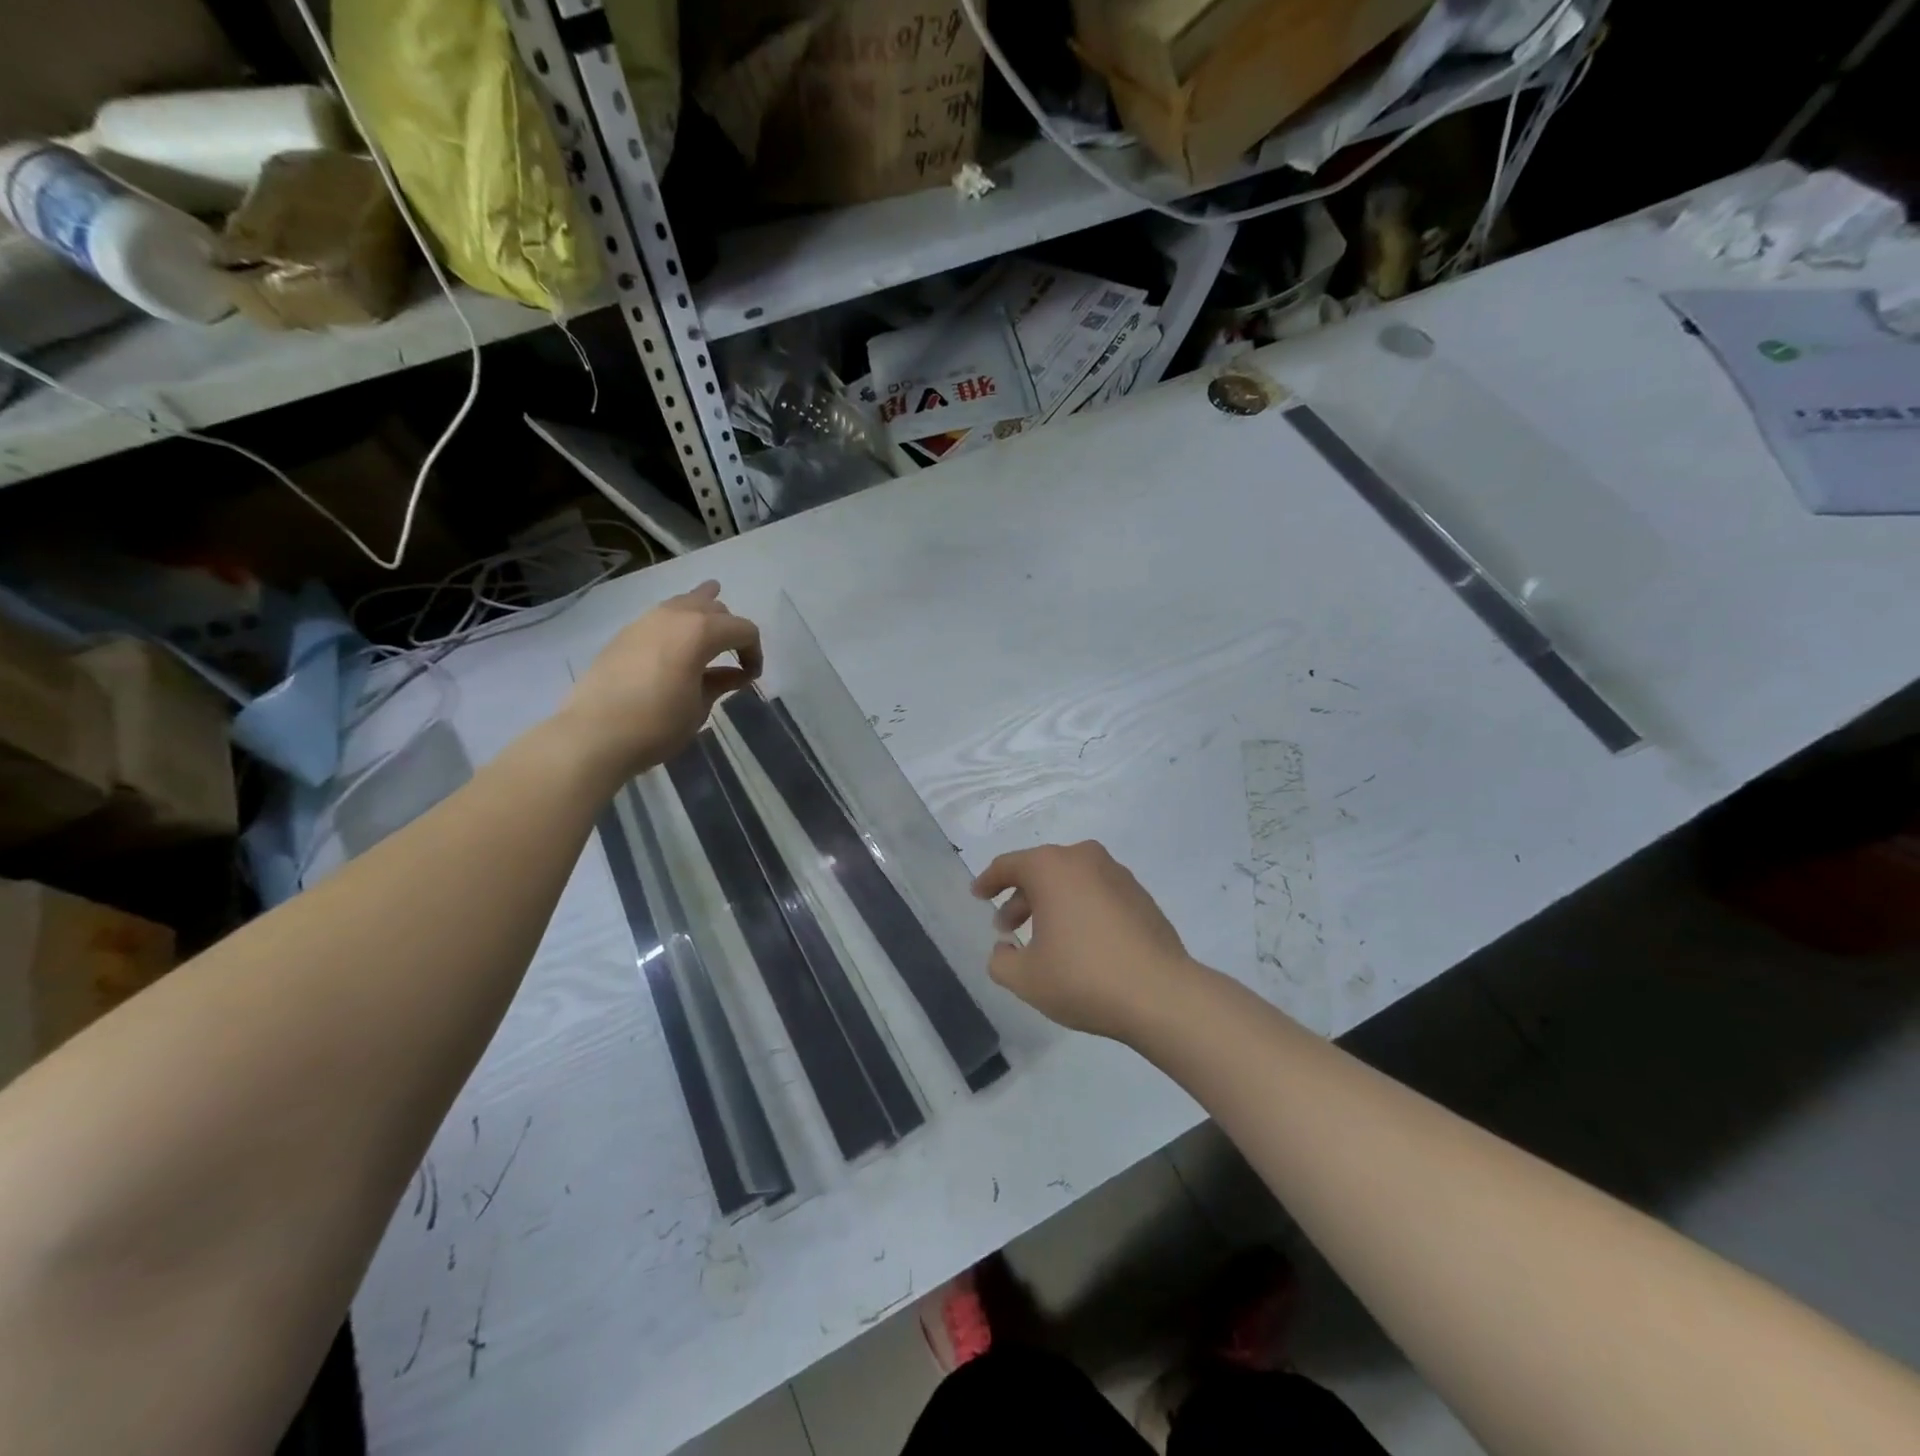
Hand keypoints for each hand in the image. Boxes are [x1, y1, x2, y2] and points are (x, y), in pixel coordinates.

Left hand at [556, 581, 761, 781]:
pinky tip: (677, 644)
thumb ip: (720, 683)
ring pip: (684, 604)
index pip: (743, 629)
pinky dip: (677, 625)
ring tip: (711, 629)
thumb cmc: (657, 725)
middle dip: (730, 629)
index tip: (751, 677)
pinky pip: (661, 618)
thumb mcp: (699, 708)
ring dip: (702, 616)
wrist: (594, 735)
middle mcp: (674, 616)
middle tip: (733, 656)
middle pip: (714, 609)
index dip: (755, 652)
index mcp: (700, 631)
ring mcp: (645, 621)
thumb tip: (734, 674)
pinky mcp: (624, 634)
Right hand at [972, 841, 1200, 1043]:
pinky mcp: (1140, 895)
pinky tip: (1079, 942)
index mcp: (1051, 867)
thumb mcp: (1025, 978)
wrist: (1160, 994)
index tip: (977, 895)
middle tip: (1006, 927)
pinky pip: (1097, 893)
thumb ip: (1001, 961)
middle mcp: (1084, 859)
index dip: (988, 881)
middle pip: (1041, 871)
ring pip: (1071, 881)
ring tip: (1043, 938)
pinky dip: (1079, 908)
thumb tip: (1004, 950)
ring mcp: (1117, 874)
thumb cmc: (1083, 977)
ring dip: (1051, 903)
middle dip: (1020, 897)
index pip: (1008, 865)